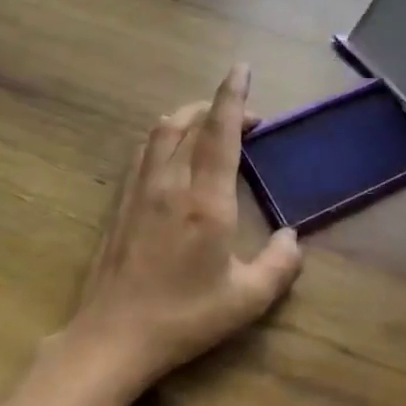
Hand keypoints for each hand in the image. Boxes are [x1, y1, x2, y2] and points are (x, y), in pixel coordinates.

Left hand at [54, 64, 302, 399]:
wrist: (113, 336)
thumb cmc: (185, 318)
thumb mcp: (247, 299)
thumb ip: (280, 264)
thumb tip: (292, 237)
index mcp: (206, 200)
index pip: (221, 132)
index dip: (234, 96)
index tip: (242, 68)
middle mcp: (171, 183)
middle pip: (189, 122)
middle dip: (217, 105)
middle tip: (246, 115)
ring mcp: (140, 190)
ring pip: (162, 132)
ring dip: (189, 116)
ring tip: (210, 124)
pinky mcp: (120, 203)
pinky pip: (144, 152)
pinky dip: (165, 136)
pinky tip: (174, 152)